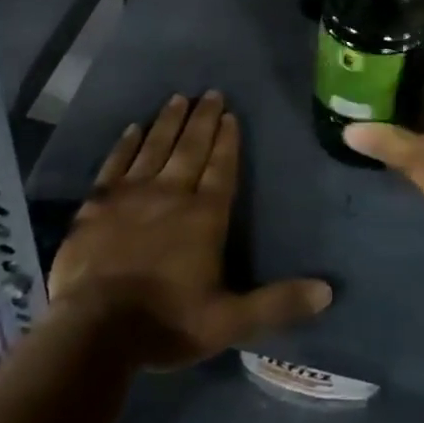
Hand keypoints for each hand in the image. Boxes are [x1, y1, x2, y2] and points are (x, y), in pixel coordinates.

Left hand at [49, 91, 331, 369]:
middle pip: (190, 148)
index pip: (221, 168)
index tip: (231, 114)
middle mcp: (171, 194)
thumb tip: (327, 291)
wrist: (96, 330)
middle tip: (210, 92)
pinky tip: (132, 128)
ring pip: (155, 147)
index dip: (228, 141)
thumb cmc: (166, 323)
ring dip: (168, 122)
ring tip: (178, 98)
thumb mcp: (230, 322)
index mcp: (204, 216)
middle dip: (203, 119)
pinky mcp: (97, 203)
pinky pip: (115, 163)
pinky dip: (125, 144)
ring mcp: (131, 194)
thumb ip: (277, 303)